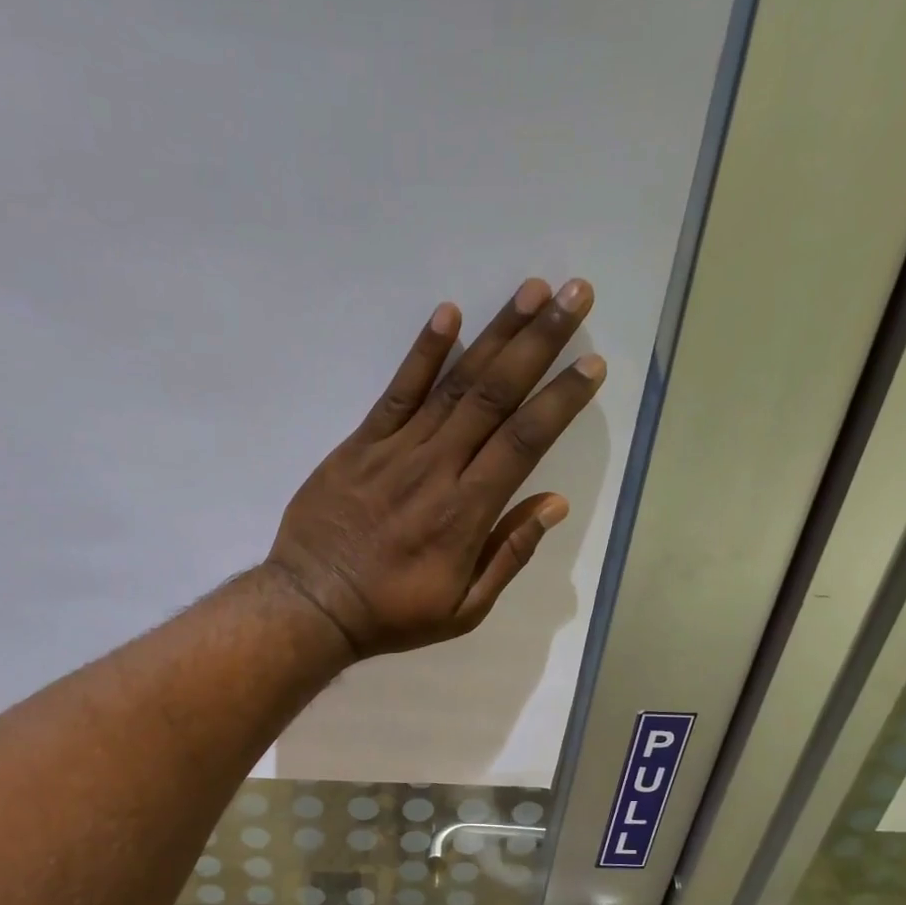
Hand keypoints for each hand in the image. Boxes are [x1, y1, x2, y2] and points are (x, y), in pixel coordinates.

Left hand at [265, 278, 603, 656]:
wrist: (313, 606)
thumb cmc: (392, 614)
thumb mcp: (463, 609)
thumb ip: (509, 555)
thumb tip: (554, 504)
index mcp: (467, 513)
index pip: (524, 441)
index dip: (561, 400)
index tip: (593, 365)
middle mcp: (437, 470)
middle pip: (496, 396)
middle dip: (540, 342)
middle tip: (574, 294)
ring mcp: (395, 452)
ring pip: (454, 384)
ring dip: (496, 334)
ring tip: (532, 290)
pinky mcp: (359, 445)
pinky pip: (396, 392)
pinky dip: (422, 352)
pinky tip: (448, 314)